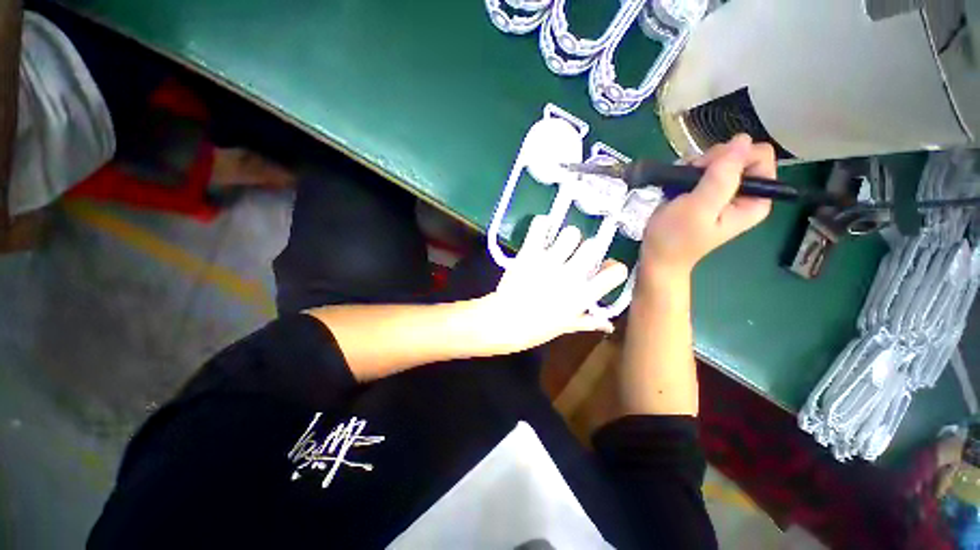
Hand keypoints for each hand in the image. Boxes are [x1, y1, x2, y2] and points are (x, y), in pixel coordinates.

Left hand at [476, 216, 628, 353]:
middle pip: (593, 245)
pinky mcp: (530, 253)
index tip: (604, 269)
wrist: (504, 322)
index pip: (616, 272)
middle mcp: (571, 275)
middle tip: (576, 256)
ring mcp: (549, 261)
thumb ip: (589, 321)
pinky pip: (540, 226)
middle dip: (587, 249)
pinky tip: (543, 231)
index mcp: (583, 295)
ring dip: (567, 238)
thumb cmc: (536, 328)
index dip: (613, 269)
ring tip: (558, 246)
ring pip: (571, 233)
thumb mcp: (566, 327)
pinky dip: (542, 224)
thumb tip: (609, 324)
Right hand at [639, 134, 775, 283]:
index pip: (758, 156)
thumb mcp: (699, 208)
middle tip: (690, 181)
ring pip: (718, 159)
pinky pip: (703, 169)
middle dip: (711, 162)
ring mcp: (724, 193)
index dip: (731, 157)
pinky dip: (687, 172)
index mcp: (754, 199)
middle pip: (738, 155)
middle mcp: (744, 193)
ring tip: (680, 186)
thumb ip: (722, 176)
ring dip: (696, 167)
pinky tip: (677, 186)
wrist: (656, 257)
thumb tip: (742, 140)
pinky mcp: (706, 193)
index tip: (706, 171)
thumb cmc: (675, 238)